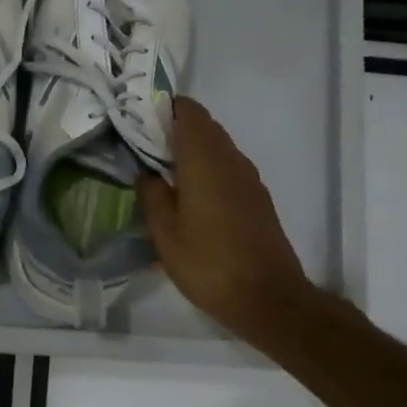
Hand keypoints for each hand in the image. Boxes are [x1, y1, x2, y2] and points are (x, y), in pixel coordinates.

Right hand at [138, 98, 322, 349]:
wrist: (267, 298)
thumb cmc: (208, 263)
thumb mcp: (165, 233)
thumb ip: (152, 194)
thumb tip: (146, 172)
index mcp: (204, 160)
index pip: (188, 111)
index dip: (164, 108)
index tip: (139, 121)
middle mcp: (231, 160)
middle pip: (204, 126)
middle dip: (174, 129)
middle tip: (143, 148)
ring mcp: (248, 179)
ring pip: (217, 147)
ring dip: (191, 151)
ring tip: (162, 173)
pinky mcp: (257, 199)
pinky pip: (228, 168)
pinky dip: (207, 170)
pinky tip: (189, 198)